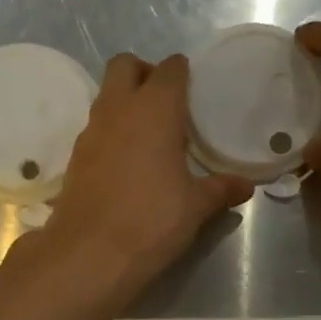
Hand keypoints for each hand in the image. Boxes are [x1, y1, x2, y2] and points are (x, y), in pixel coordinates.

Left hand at [38, 53, 253, 296]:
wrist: (90, 253)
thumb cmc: (152, 220)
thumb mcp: (195, 206)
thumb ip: (220, 189)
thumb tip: (245, 186)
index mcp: (154, 109)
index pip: (169, 69)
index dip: (181, 73)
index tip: (193, 88)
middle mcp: (118, 109)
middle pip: (124, 65)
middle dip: (144, 73)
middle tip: (165, 102)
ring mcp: (91, 132)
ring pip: (106, 96)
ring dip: (125, 103)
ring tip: (149, 135)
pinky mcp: (75, 158)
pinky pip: (95, 129)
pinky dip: (111, 133)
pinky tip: (127, 163)